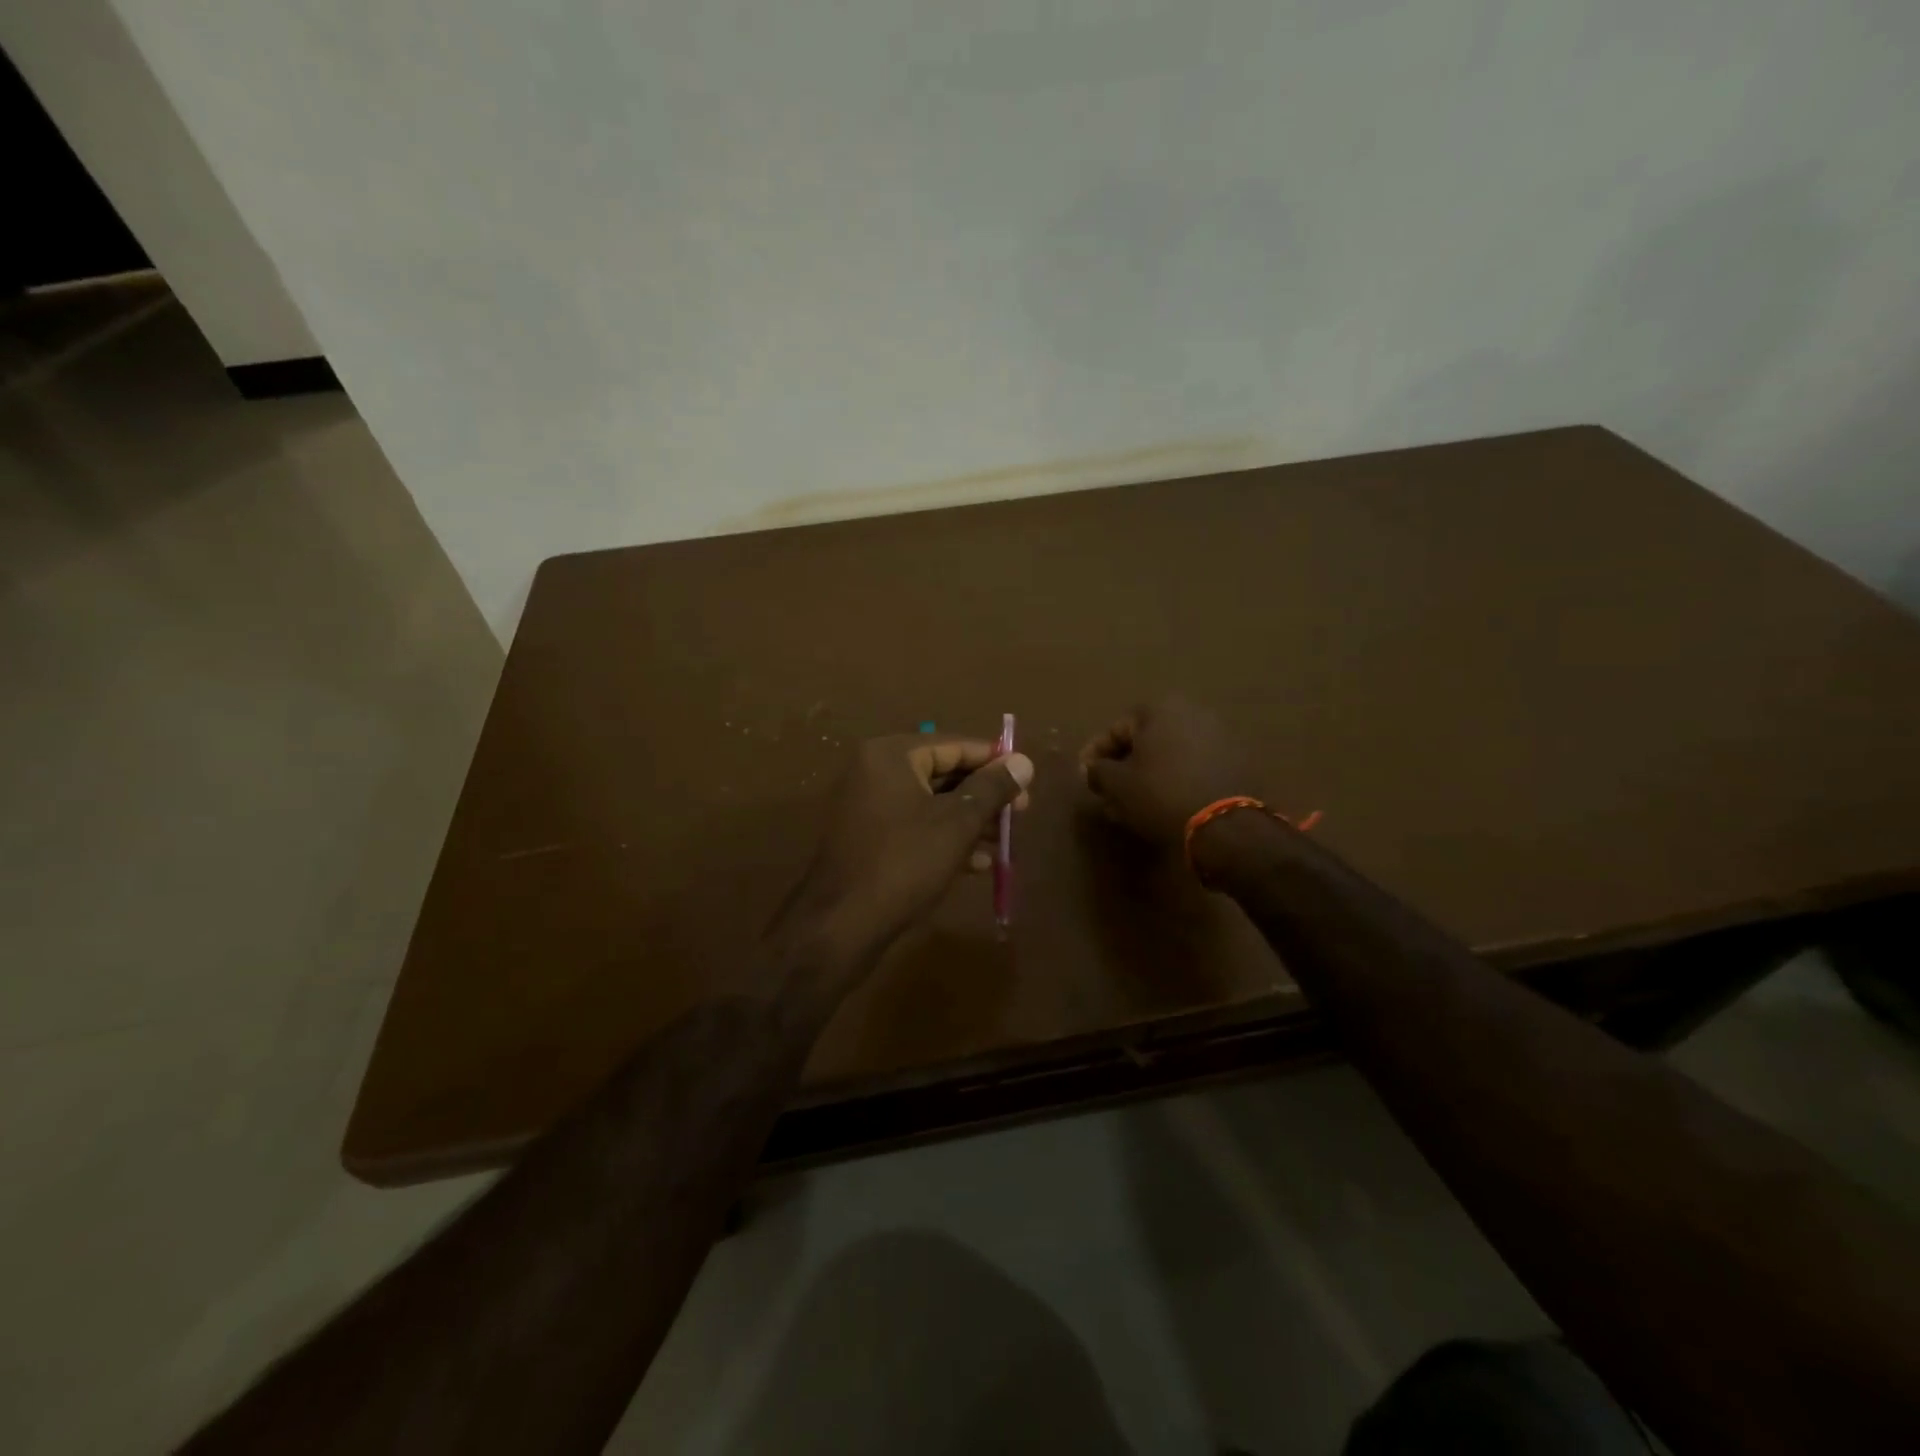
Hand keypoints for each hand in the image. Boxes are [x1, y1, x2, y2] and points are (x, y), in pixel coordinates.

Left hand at [780, 734, 1033, 966]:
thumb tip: (1024, 761)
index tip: (1028, 781)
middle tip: (1020, 814)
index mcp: (892, 755)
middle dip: (984, 795)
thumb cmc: (904, 863)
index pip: (954, 745)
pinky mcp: (868, 837)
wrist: (841, 924)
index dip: (994, 762)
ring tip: (1004, 842)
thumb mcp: (957, 823)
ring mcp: (868, 805)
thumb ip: (992, 788)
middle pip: (943, 773)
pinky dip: (945, 838)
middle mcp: (875, 771)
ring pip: (931, 803)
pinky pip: (915, 826)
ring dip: (969, 820)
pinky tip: (977, 864)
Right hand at [1080, 697, 1251, 846]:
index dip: (1094, 755)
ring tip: (1132, 805)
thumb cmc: (1161, 794)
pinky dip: (1173, 781)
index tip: (1084, 777)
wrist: (1226, 824)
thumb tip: (1091, 769)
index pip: (1115, 729)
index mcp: (1160, 709)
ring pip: (1168, 755)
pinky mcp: (1235, 761)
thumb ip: (1097, 771)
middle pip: (1144, 741)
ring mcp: (1218, 735)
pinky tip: (1162, 805)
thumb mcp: (1117, 784)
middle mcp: (1191, 712)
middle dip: (1123, 767)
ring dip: (1147, 776)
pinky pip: (1192, 766)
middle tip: (1107, 794)